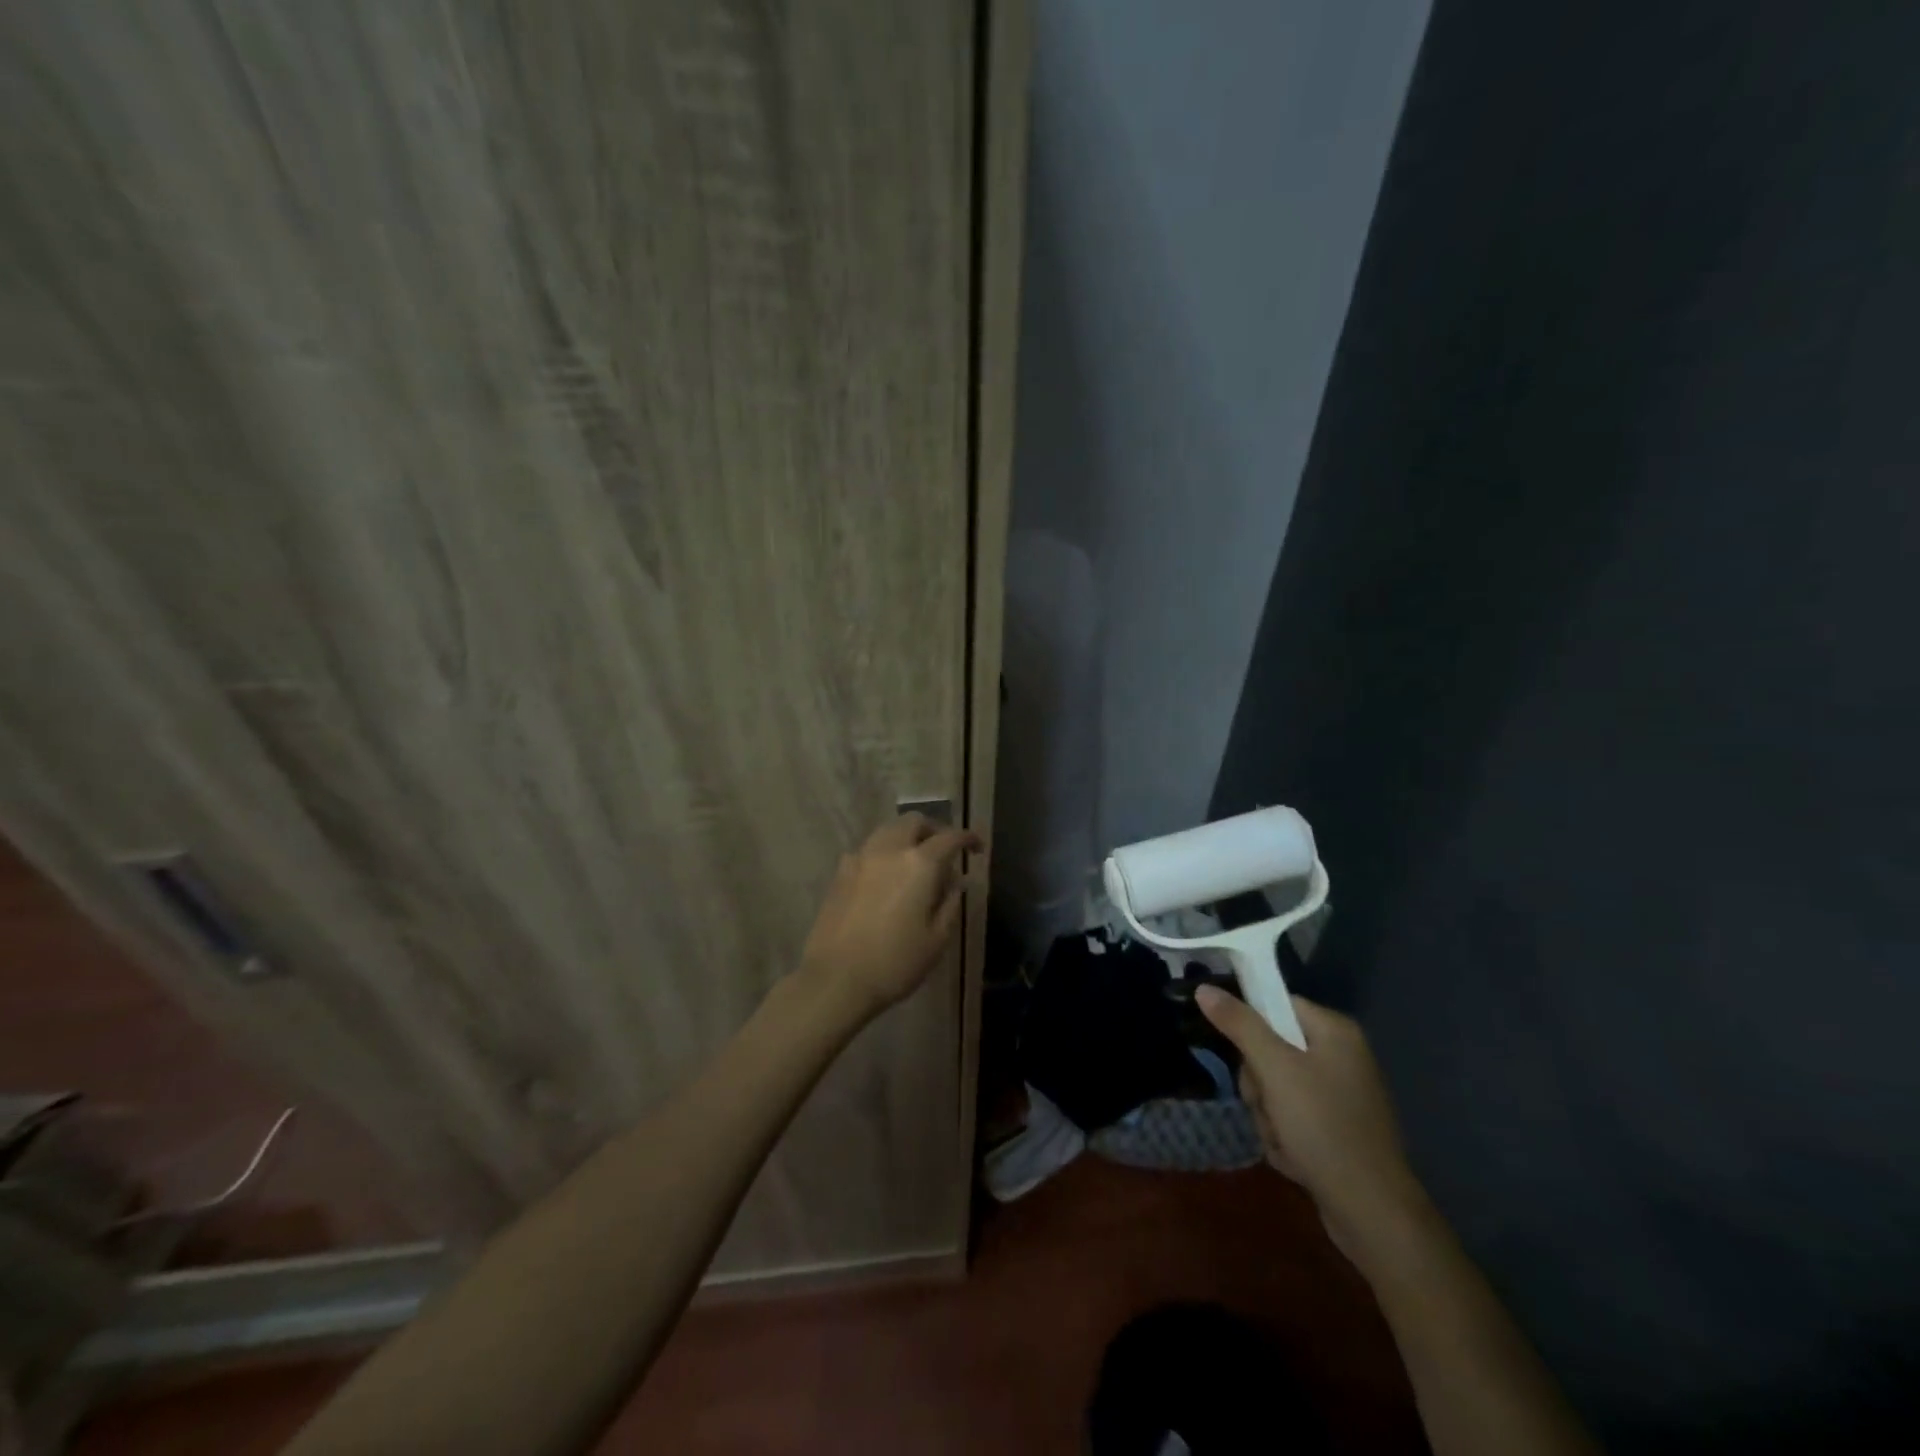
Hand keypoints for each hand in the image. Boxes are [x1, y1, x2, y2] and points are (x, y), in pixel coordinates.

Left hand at [798, 814, 982, 1020]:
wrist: (836, 979)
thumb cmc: (895, 963)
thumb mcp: (937, 939)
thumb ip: (950, 903)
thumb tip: (955, 881)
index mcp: (919, 864)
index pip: (950, 837)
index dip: (968, 838)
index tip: (977, 849)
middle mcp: (889, 850)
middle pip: (914, 822)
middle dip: (934, 830)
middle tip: (945, 852)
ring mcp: (860, 858)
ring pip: (888, 830)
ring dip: (907, 837)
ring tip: (915, 863)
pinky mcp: (840, 873)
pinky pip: (868, 849)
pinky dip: (884, 853)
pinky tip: (886, 878)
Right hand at [1197, 987, 1432, 1265]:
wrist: (1372, 1212)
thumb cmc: (1323, 1127)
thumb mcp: (1275, 1069)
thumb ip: (1239, 1025)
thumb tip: (1204, 988)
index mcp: (1334, 1031)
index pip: (1276, 1005)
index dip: (1251, 1027)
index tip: (1242, 1054)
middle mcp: (1340, 1056)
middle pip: (1270, 1048)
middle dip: (1259, 1084)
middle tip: (1268, 1104)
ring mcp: (1339, 1095)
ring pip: (1275, 1087)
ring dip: (1267, 1115)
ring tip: (1283, 1138)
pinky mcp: (1335, 1129)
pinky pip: (1291, 1117)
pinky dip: (1284, 1136)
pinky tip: (1295, 1158)